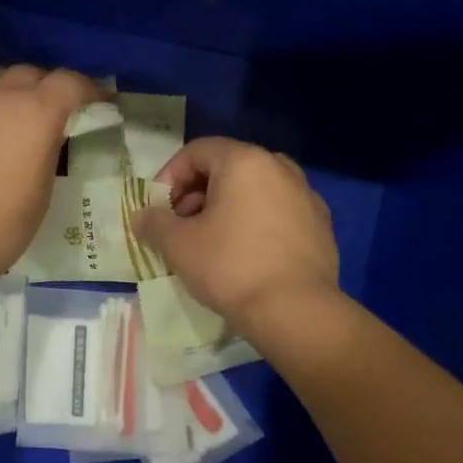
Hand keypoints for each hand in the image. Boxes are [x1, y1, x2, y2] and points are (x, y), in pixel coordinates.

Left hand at [0, 49, 99, 283]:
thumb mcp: (40, 193)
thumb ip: (47, 152)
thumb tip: (46, 135)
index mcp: (39, 114)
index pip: (72, 83)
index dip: (88, 89)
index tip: (96, 100)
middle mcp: (2, 91)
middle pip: (32, 74)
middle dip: (45, 88)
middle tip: (45, 112)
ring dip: (7, 84)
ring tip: (6, 101)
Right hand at [132, 138, 339, 330]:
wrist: (296, 311)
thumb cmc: (230, 267)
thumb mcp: (178, 245)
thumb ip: (154, 223)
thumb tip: (142, 216)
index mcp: (245, 161)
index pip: (196, 151)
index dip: (169, 177)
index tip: (159, 209)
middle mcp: (279, 167)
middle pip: (226, 168)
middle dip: (197, 193)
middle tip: (181, 227)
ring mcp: (306, 195)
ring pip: (254, 190)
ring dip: (226, 208)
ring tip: (211, 243)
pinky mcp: (321, 225)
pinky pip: (277, 212)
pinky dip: (255, 223)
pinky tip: (246, 256)